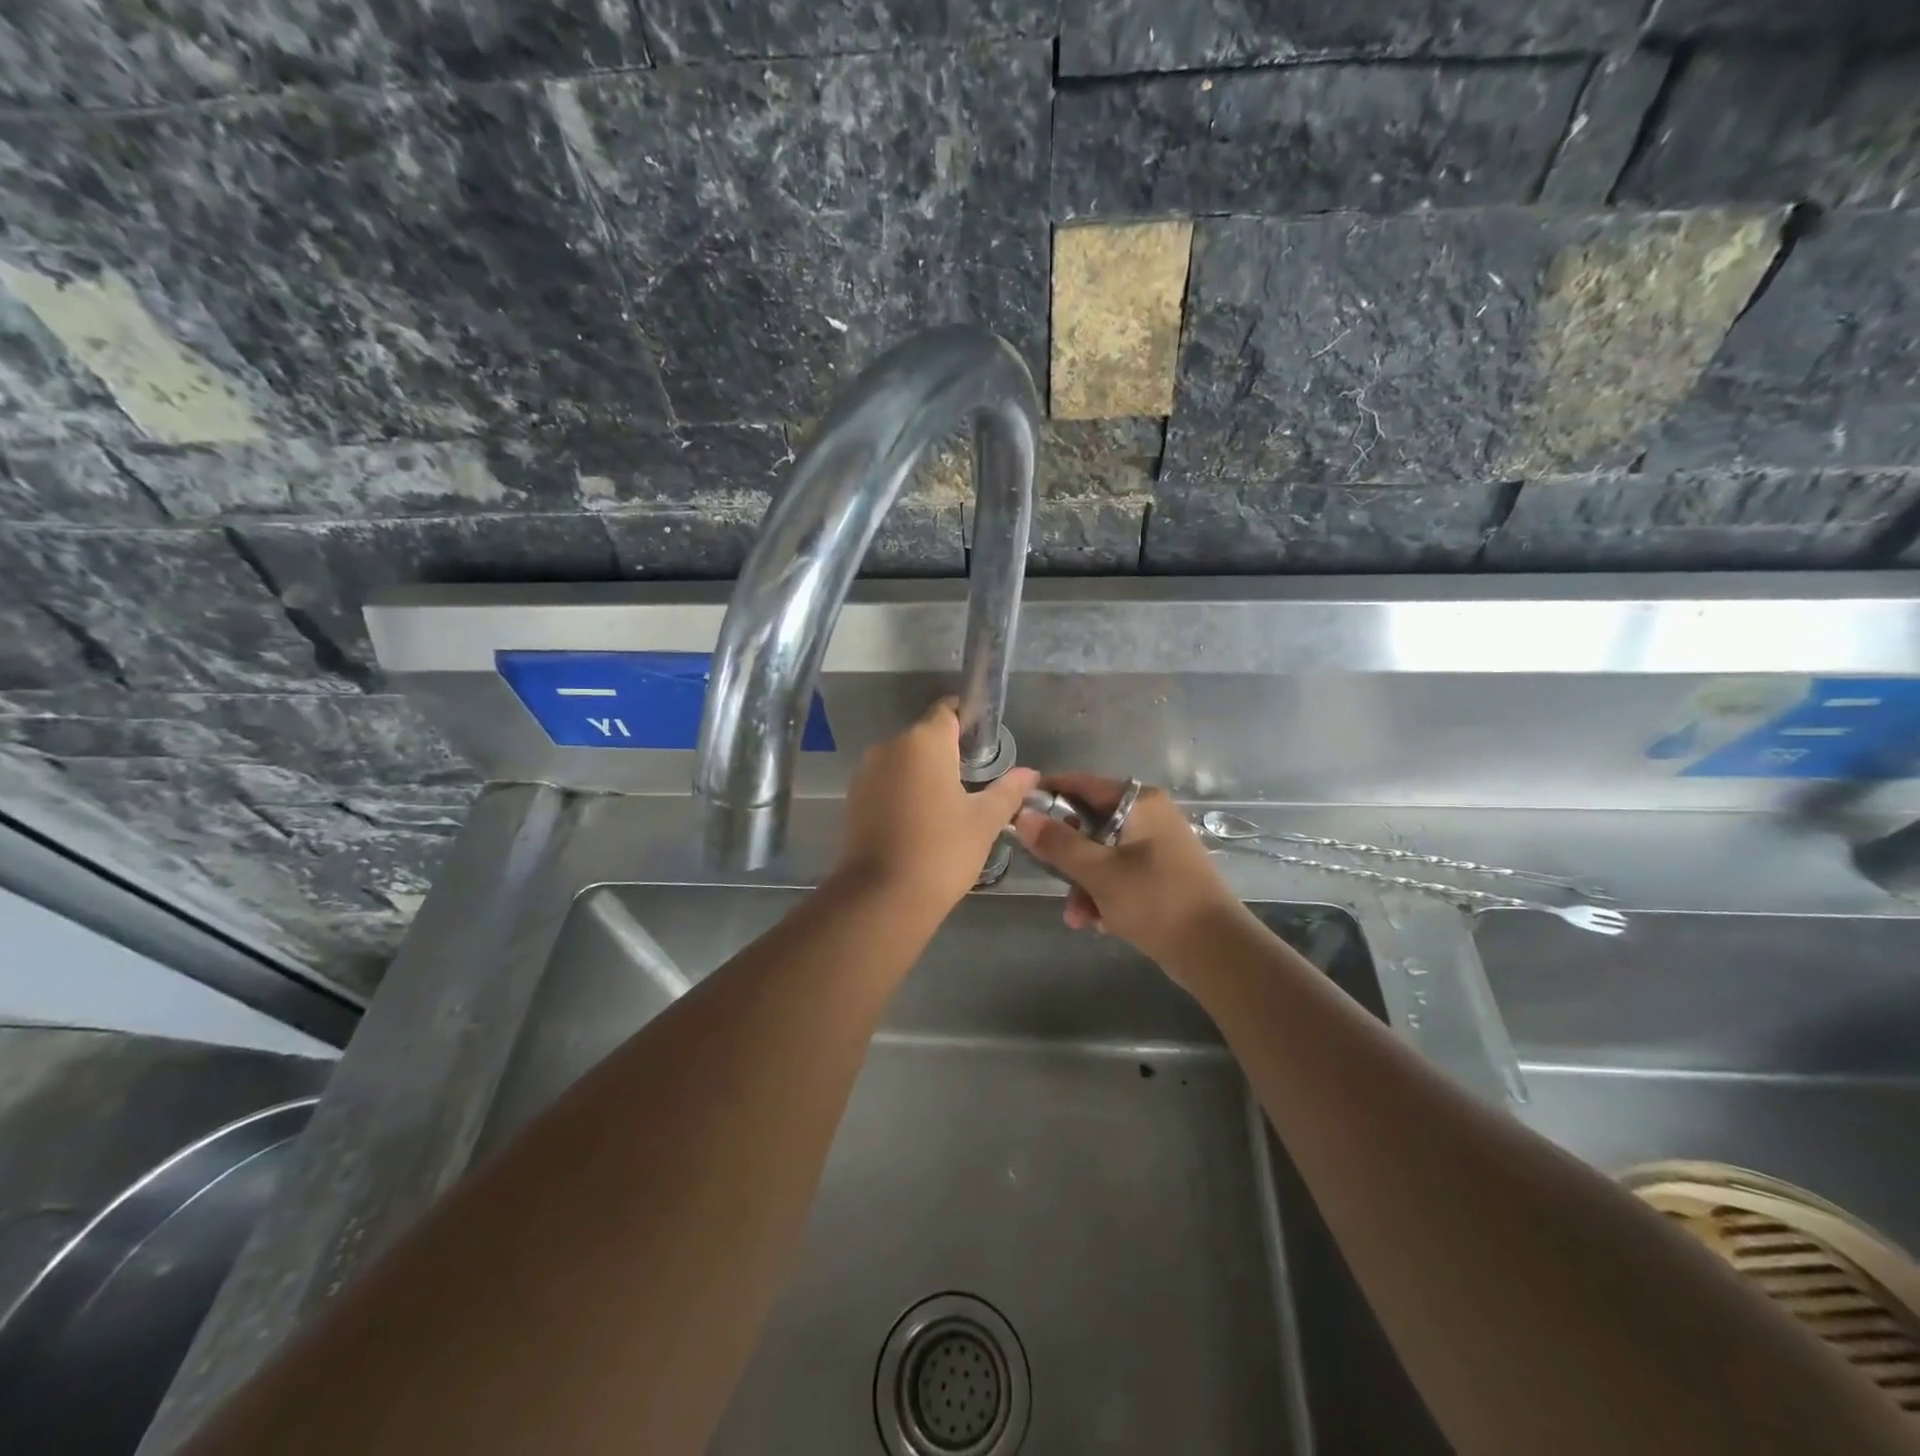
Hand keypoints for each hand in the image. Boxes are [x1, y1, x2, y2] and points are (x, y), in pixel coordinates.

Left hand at [835, 698, 1038, 915]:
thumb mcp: (984, 820)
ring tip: (951, 805)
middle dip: (950, 751)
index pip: (948, 710)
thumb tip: (1030, 774)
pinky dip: (905, 790)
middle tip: (976, 781)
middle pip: (926, 735)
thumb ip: (1008, 790)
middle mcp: (890, 745)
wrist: (882, 897)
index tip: (987, 744)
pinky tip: (922, 819)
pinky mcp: (854, 797)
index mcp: (924, 741)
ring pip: (905, 759)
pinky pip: (887, 780)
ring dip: (926, 772)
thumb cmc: (942, 851)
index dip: (969, 720)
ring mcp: (867, 771)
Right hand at [1013, 773, 1241, 970]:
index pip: (1083, 784)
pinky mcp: (1160, 876)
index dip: (1049, 795)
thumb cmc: (1156, 901)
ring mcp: (1157, 847)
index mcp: (1140, 803)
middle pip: (1089, 823)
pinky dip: (1104, 895)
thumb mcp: (1099, 872)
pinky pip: (1118, 875)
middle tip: (1048, 876)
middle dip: (1067, 857)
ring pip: (1101, 855)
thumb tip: (1022, 815)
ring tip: (1078, 918)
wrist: (1216, 952)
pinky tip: (1097, 923)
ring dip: (1083, 884)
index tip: (1018, 812)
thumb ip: (1058, 843)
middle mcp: (1149, 817)